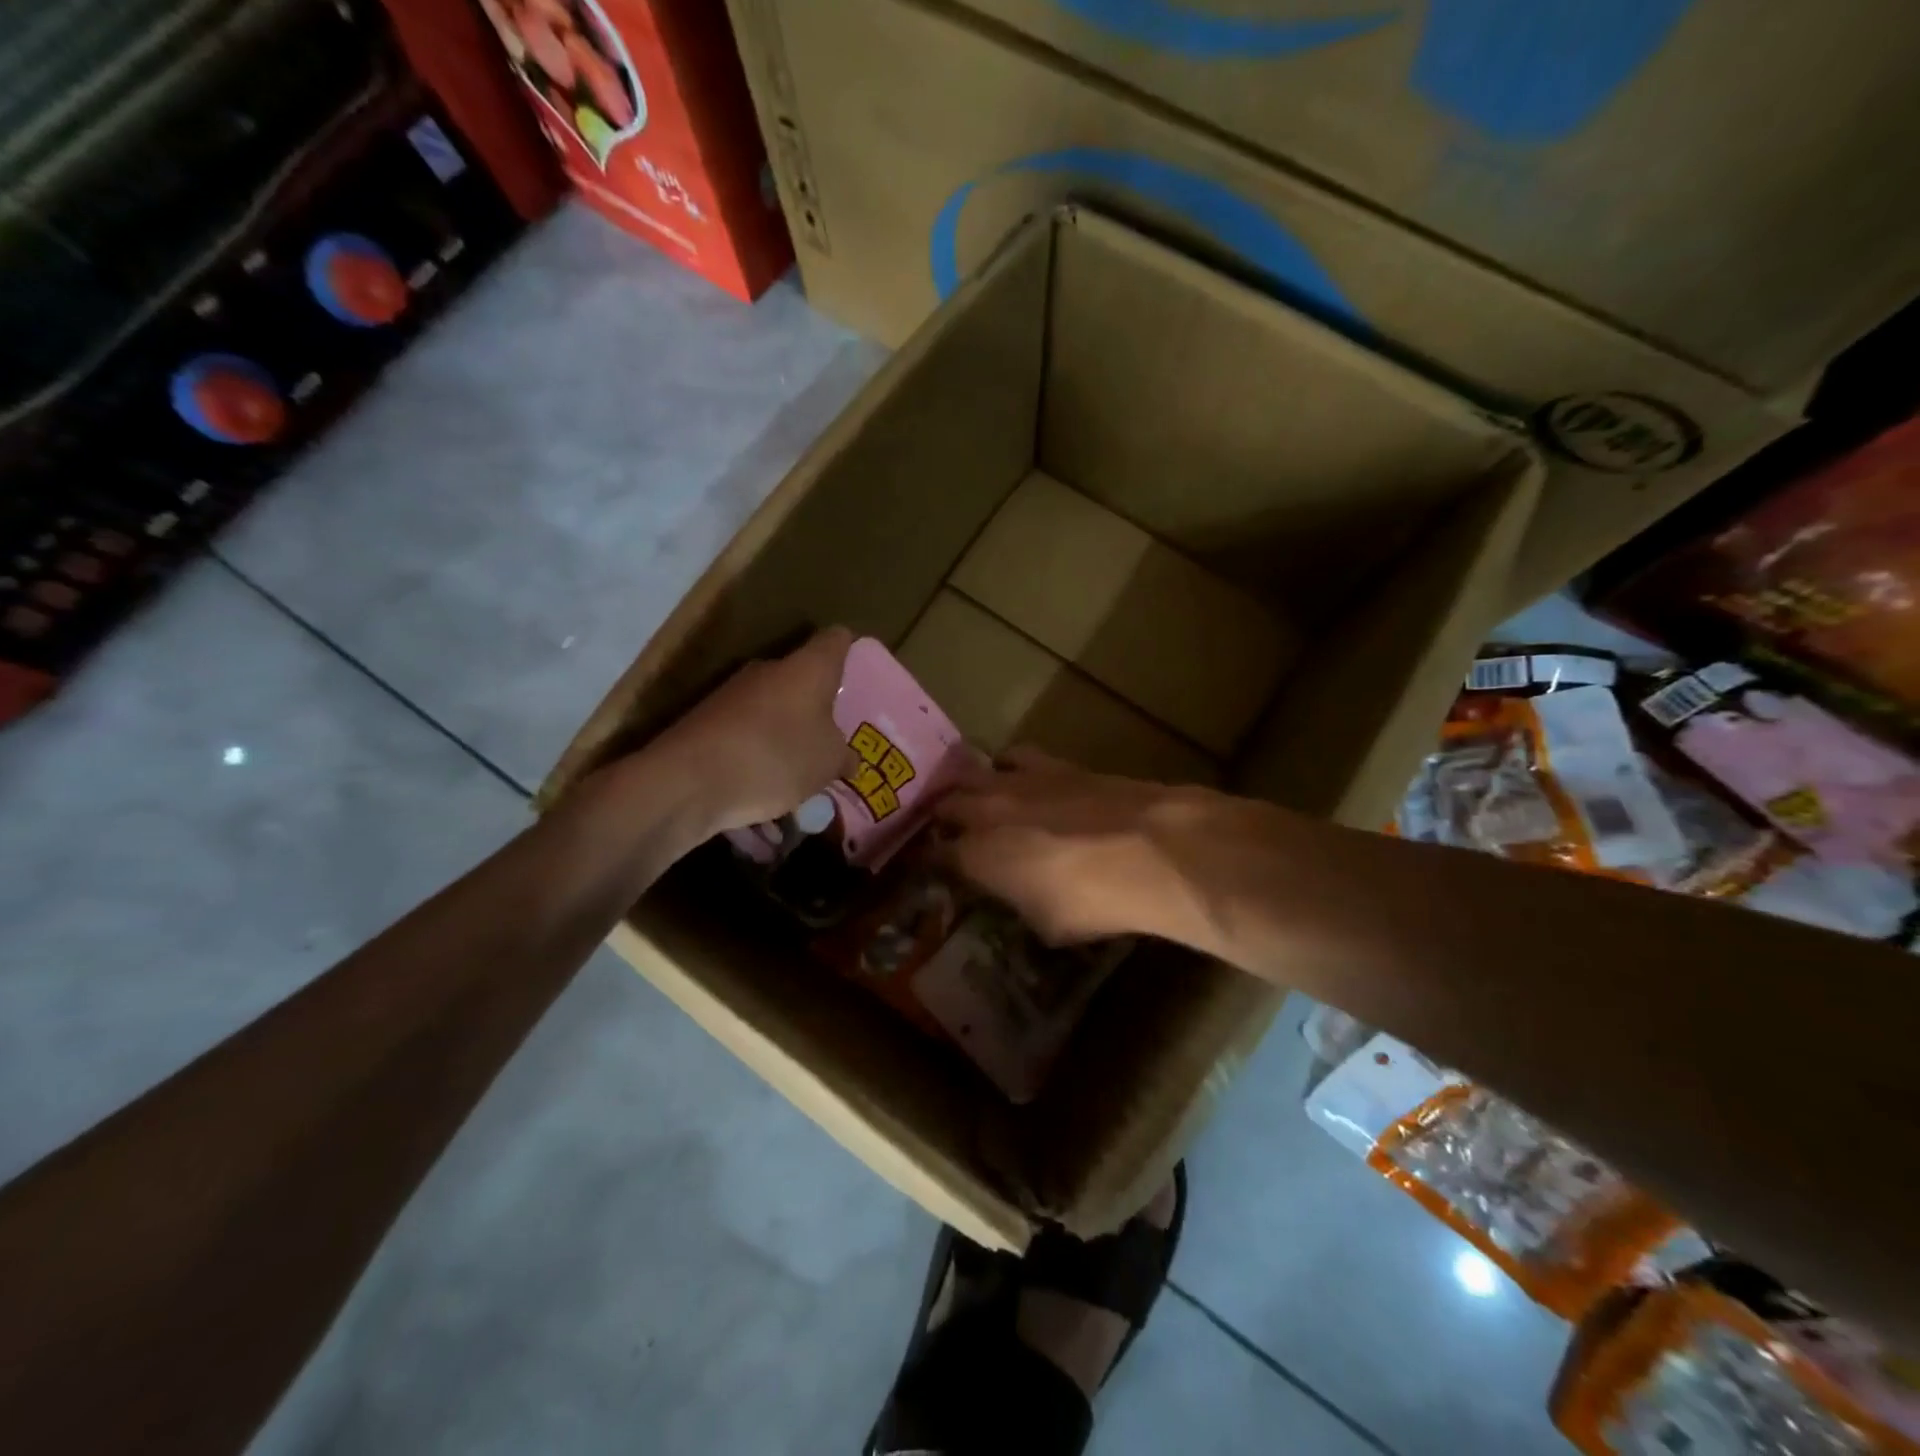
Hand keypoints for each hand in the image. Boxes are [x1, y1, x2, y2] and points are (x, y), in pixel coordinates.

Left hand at [645, 627, 857, 834]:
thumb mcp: (828, 763)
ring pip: (771, 709)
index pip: (835, 641)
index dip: (849, 651)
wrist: (688, 781)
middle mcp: (769, 670)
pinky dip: (757, 756)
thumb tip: (847, 757)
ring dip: (785, 735)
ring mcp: (732, 694)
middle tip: (833, 737)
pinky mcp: (706, 721)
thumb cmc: (776, 757)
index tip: (857, 672)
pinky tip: (763, 792)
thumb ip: (843, 756)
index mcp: (808, 668)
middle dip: (816, 705)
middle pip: (800, 678)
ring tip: (799, 775)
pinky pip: (746, 735)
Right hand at [934, 747, 1211, 946]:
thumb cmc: (1093, 901)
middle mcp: (985, 812)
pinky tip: (1016, 776)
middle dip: (940, 820)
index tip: (930, 868)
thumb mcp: (1045, 923)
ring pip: (969, 772)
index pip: (934, 856)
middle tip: (947, 833)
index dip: (929, 863)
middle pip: (944, 806)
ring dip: (965, 786)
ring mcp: (1016, 781)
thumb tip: (1012, 892)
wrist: (1150, 849)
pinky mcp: (1051, 763)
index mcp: (976, 857)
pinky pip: (1012, 755)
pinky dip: (1005, 766)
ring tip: (973, 798)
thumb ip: (1016, 902)